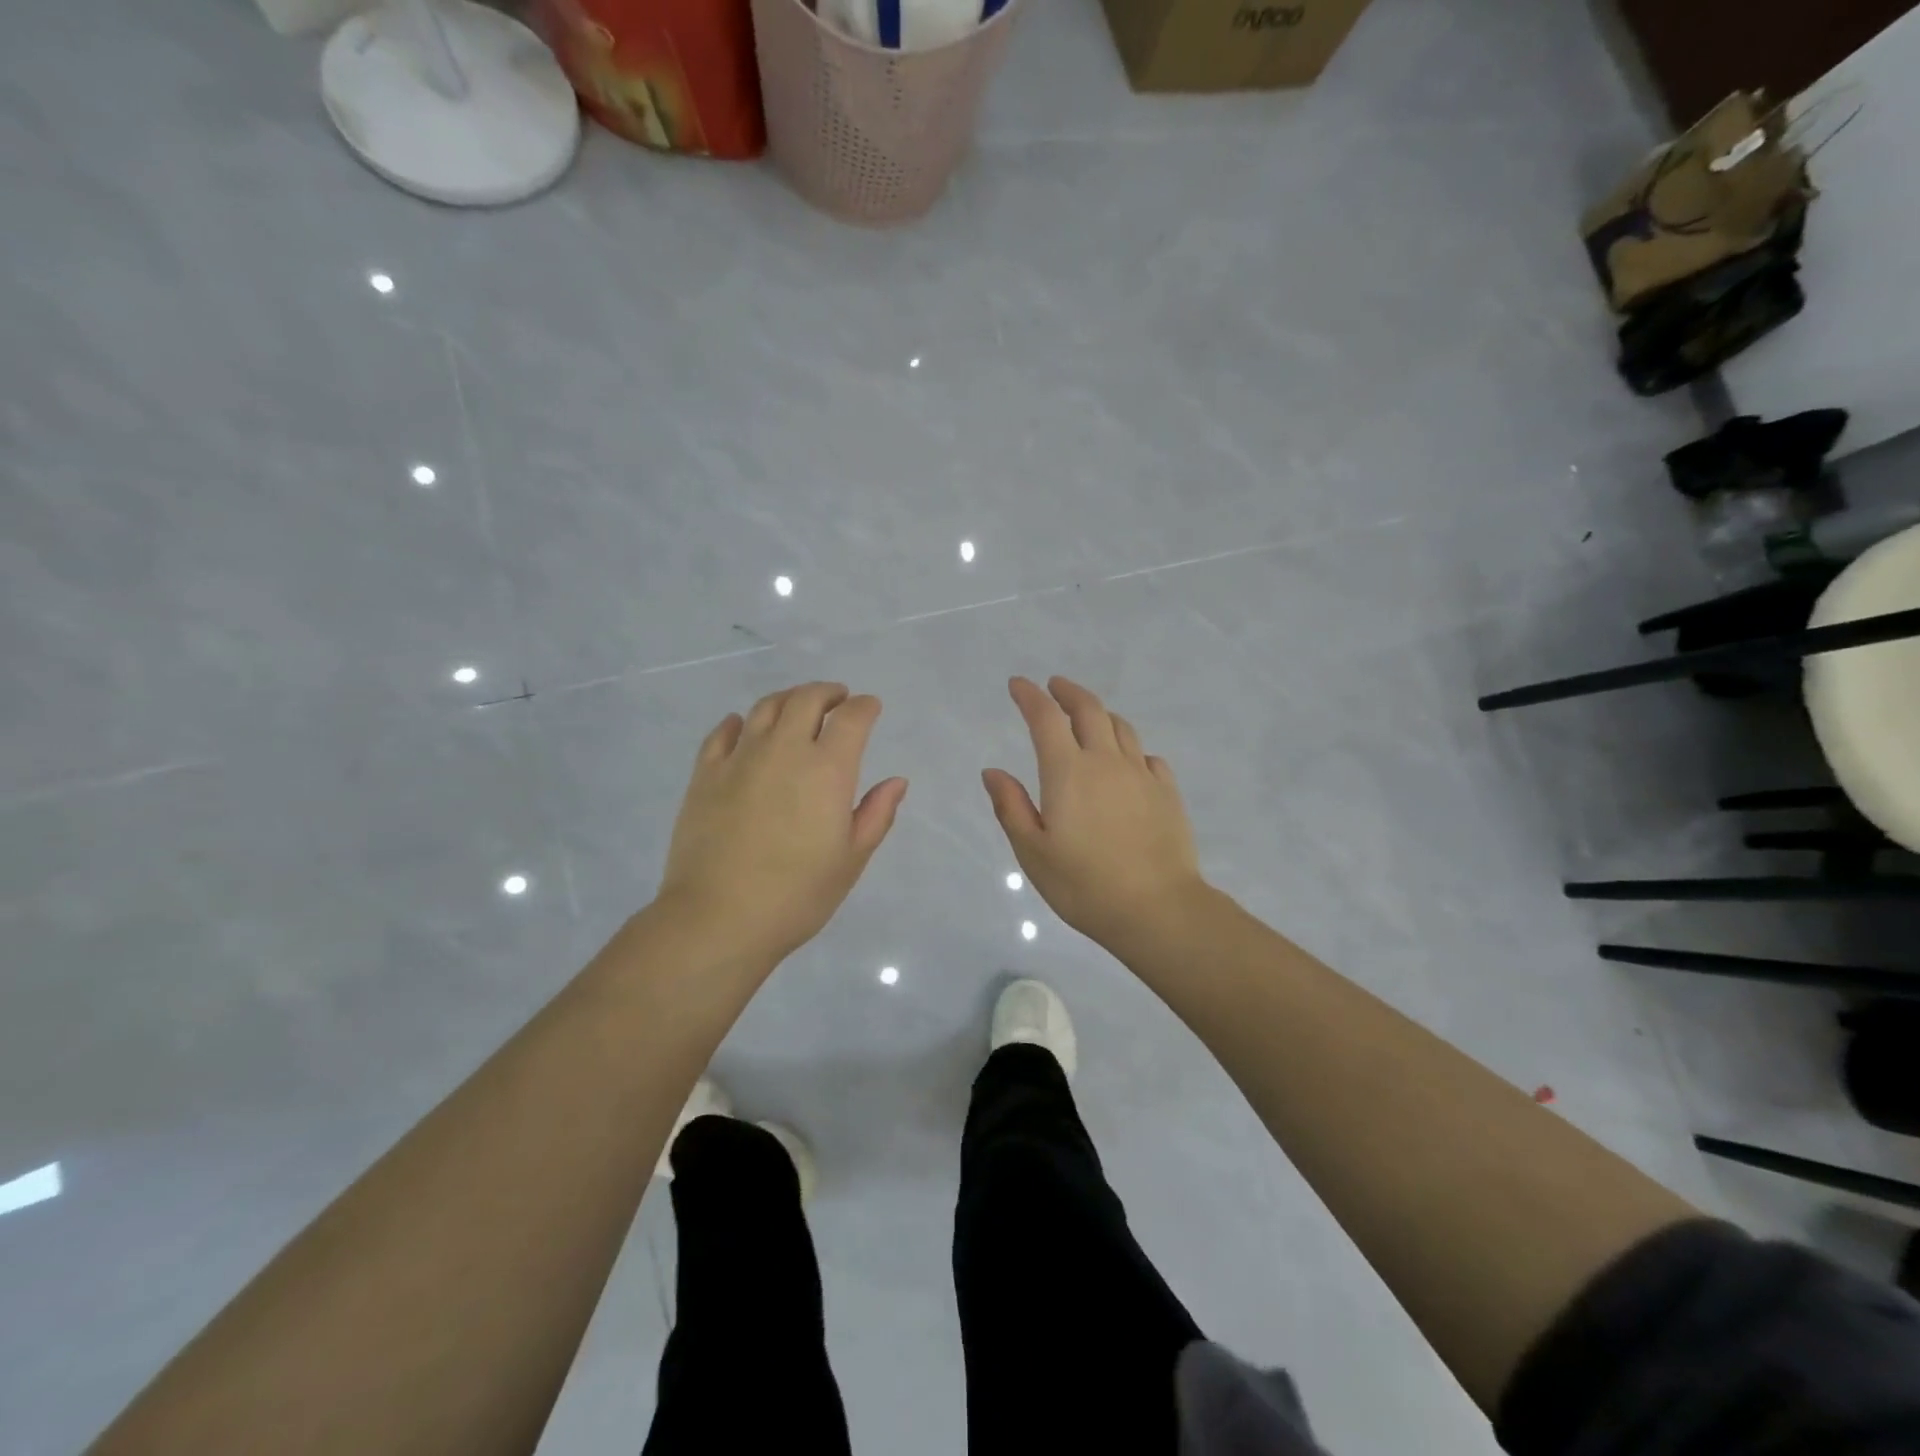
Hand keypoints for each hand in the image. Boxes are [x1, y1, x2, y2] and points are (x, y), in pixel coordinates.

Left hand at [659, 682, 907, 965]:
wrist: (719, 918)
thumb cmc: (797, 894)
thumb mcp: (851, 859)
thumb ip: (876, 814)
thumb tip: (896, 781)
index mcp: (827, 770)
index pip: (851, 718)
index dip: (865, 707)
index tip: (870, 707)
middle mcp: (784, 750)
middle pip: (806, 700)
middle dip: (827, 693)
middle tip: (837, 699)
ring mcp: (740, 758)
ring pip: (765, 708)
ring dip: (788, 699)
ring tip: (796, 707)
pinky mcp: (705, 774)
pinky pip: (722, 733)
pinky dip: (738, 722)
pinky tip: (741, 726)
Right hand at [983, 676, 1206, 948]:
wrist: (1157, 908)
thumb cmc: (1084, 885)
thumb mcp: (1033, 852)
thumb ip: (1012, 807)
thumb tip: (993, 772)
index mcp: (1068, 772)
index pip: (1045, 719)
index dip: (1030, 696)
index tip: (1018, 685)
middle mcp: (1106, 762)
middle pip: (1089, 710)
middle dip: (1068, 692)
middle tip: (1054, 686)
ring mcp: (1142, 775)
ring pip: (1122, 728)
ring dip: (1101, 714)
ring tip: (1089, 718)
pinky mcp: (1167, 793)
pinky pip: (1148, 756)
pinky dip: (1131, 748)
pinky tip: (1128, 761)